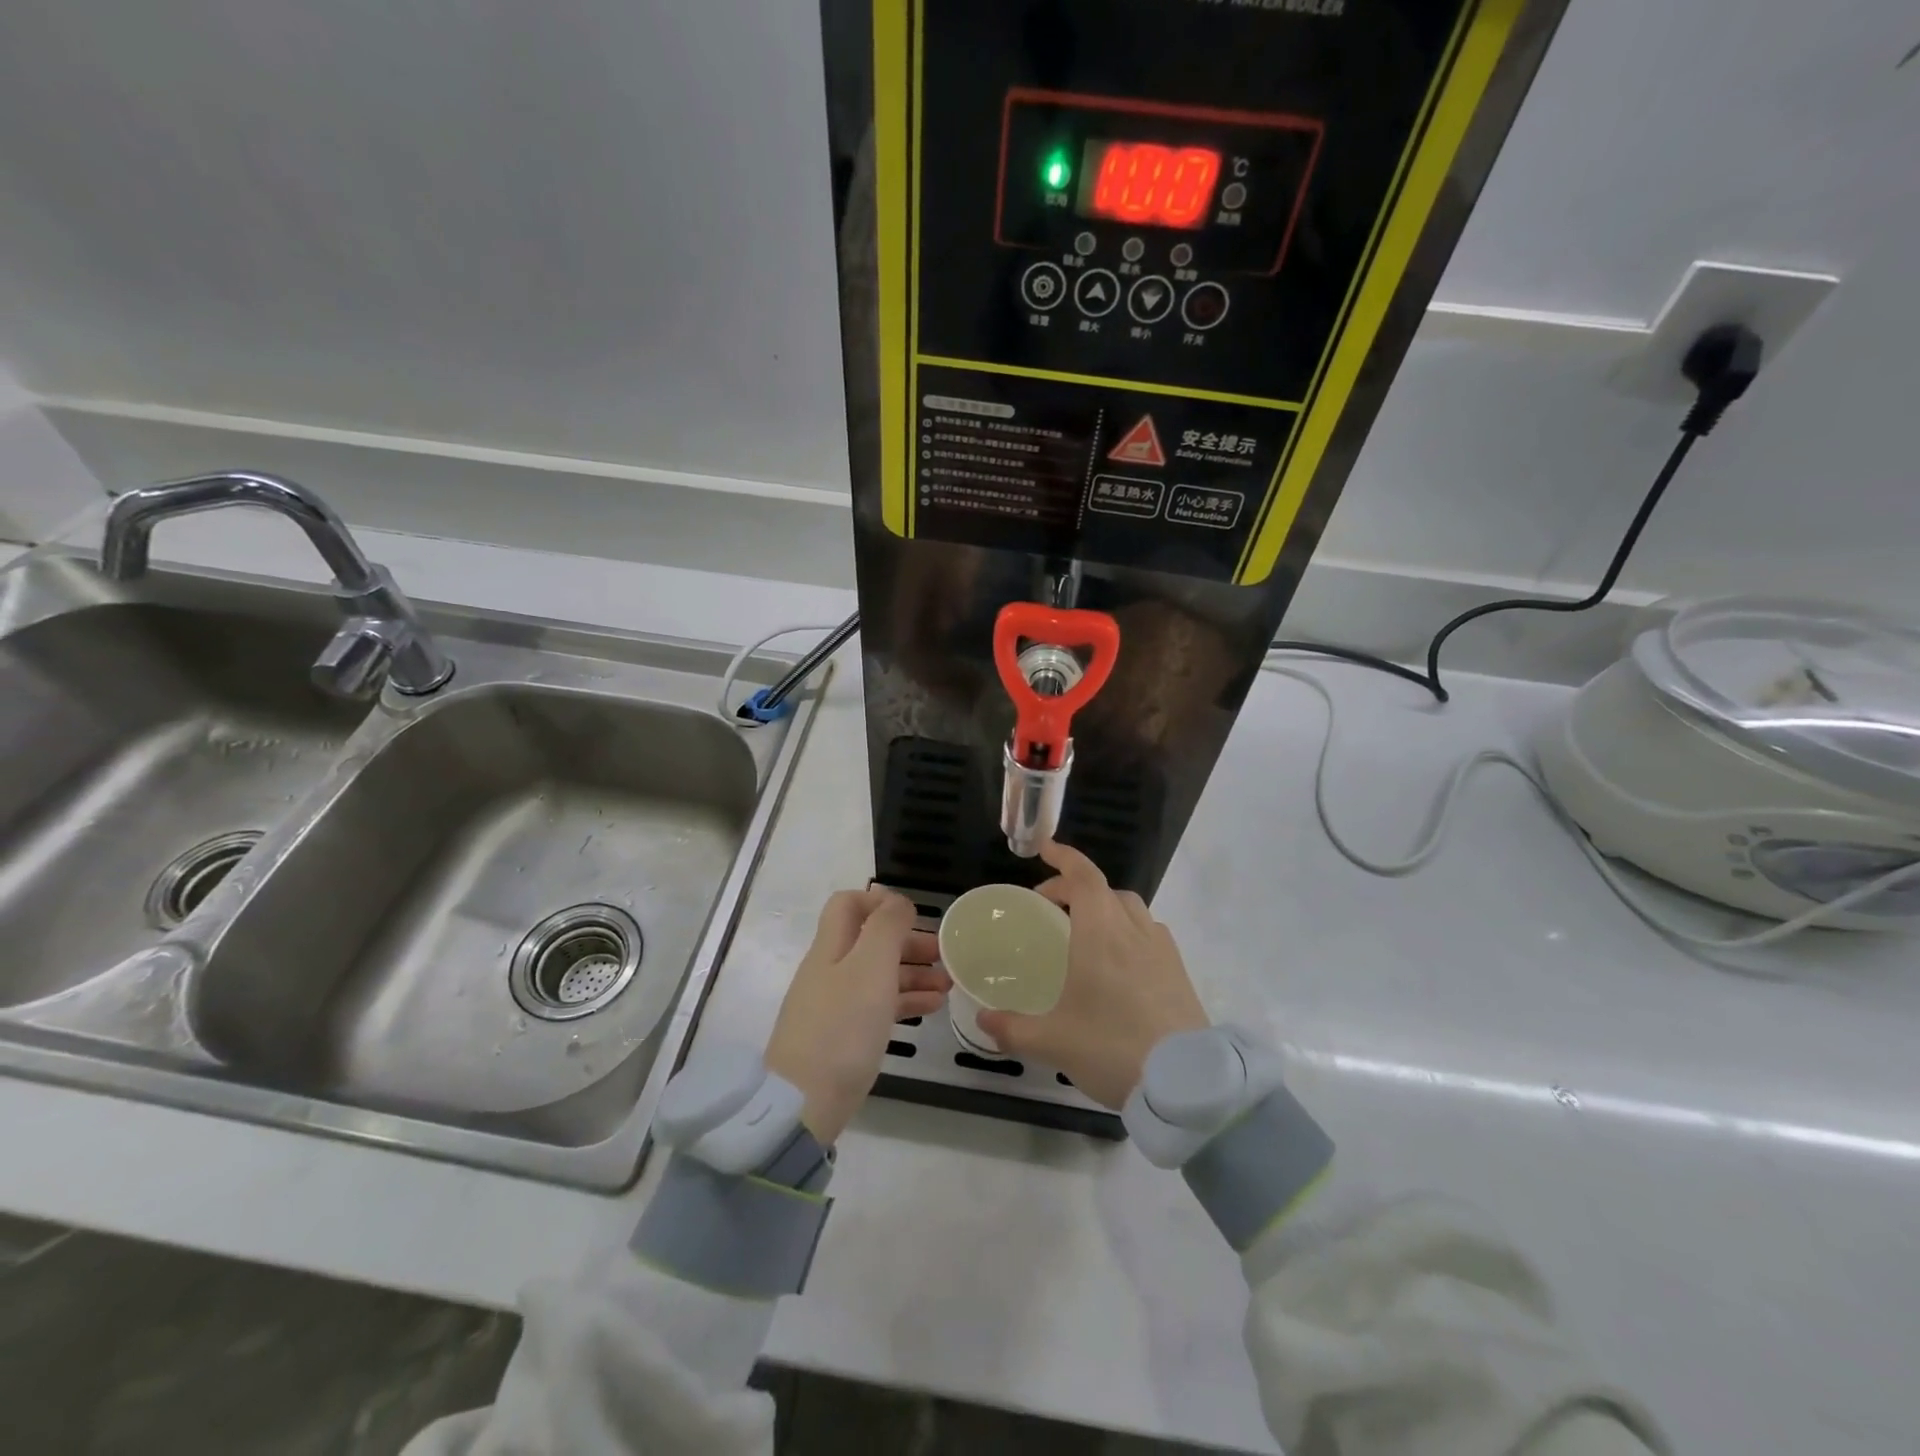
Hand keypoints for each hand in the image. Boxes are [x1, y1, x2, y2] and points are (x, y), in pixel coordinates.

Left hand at [765, 889, 947, 1144]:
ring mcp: (836, 1005)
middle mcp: (831, 971)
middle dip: (908, 941)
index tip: (915, 916)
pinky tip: (933, 1008)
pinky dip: (906, 1001)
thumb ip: (886, 927)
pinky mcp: (844, 1037)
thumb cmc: (842, 1027)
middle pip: (869, 941)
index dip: (879, 901)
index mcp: (831, 948)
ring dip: (914, 973)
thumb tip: (896, 901)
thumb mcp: (870, 967)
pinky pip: (879, 1006)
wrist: (804, 1104)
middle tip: (945, 953)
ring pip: (879, 975)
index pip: (848, 905)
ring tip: (949, 984)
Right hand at [976, 842, 1207, 1108]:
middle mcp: (1132, 930)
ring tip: (1085, 932)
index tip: (1045, 848)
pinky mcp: (1179, 971)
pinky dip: (1128, 930)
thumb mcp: (1053, 1042)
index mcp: (1100, 933)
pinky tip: (1120, 961)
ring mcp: (1161, 949)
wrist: (1186, 1082)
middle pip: (1105, 890)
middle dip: (1075, 888)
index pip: (1083, 877)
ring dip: (1105, 906)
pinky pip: (1150, 933)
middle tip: (1050, 907)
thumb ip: (1012, 1029)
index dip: (1064, 857)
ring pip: (1131, 908)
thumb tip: (982, 1022)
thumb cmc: (1112, 1047)